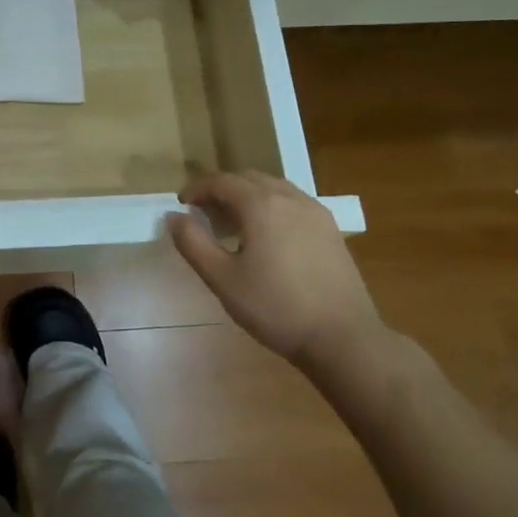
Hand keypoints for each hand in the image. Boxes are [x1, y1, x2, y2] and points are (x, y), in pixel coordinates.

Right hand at [167, 171, 387, 379]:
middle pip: (247, 178)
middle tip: (204, 213)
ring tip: (234, 222)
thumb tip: (174, 216)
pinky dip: (271, 205)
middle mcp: (289, 197)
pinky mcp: (330, 229)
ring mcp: (314, 211)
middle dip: (222, 189)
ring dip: (247, 195)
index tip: (182, 204)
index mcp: (261, 204)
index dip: (197, 188)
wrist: (343, 338)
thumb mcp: (223, 279)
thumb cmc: (276, 308)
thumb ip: (193, 243)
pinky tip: (268, 234)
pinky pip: (292, 202)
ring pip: (272, 187)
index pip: (221, 181)